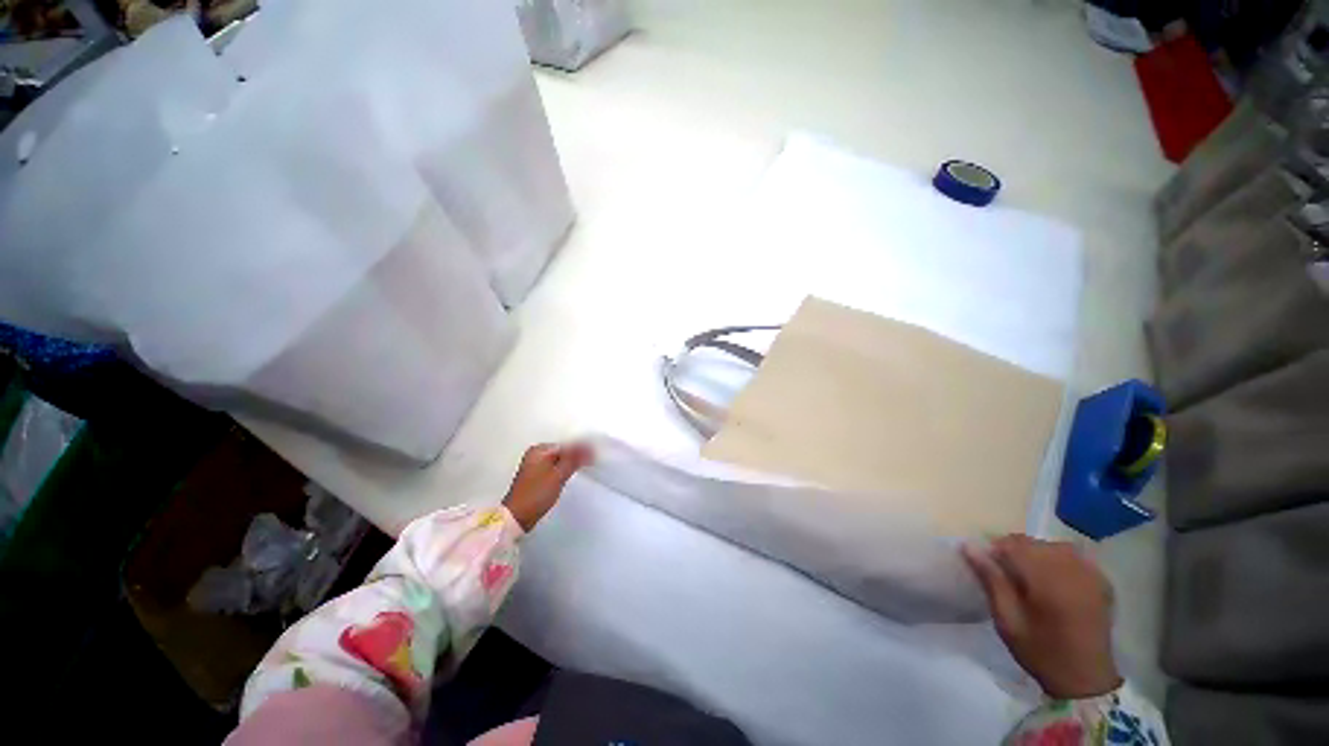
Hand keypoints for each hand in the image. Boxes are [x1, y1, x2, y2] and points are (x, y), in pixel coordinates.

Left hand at [502, 443, 593, 531]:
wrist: (517, 517)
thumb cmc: (536, 494)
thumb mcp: (558, 475)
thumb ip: (574, 459)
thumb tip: (588, 447)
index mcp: (539, 450)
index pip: (566, 445)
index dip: (581, 449)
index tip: (594, 455)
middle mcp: (535, 454)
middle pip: (562, 451)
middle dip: (576, 455)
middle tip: (592, 460)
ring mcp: (535, 465)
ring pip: (559, 460)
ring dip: (571, 463)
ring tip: (584, 467)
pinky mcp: (536, 477)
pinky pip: (554, 467)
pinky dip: (563, 469)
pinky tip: (570, 475)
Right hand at [962, 535, 1121, 699]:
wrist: (1085, 679)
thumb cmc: (1040, 651)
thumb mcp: (1007, 620)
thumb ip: (991, 579)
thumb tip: (969, 546)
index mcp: (1046, 579)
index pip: (1013, 543)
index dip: (994, 549)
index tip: (986, 565)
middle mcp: (1071, 569)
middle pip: (1034, 543)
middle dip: (1015, 551)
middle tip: (1005, 574)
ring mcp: (1090, 574)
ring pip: (1053, 546)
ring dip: (1036, 554)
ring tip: (1030, 576)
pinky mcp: (1101, 581)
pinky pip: (1075, 556)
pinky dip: (1059, 560)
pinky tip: (1054, 578)